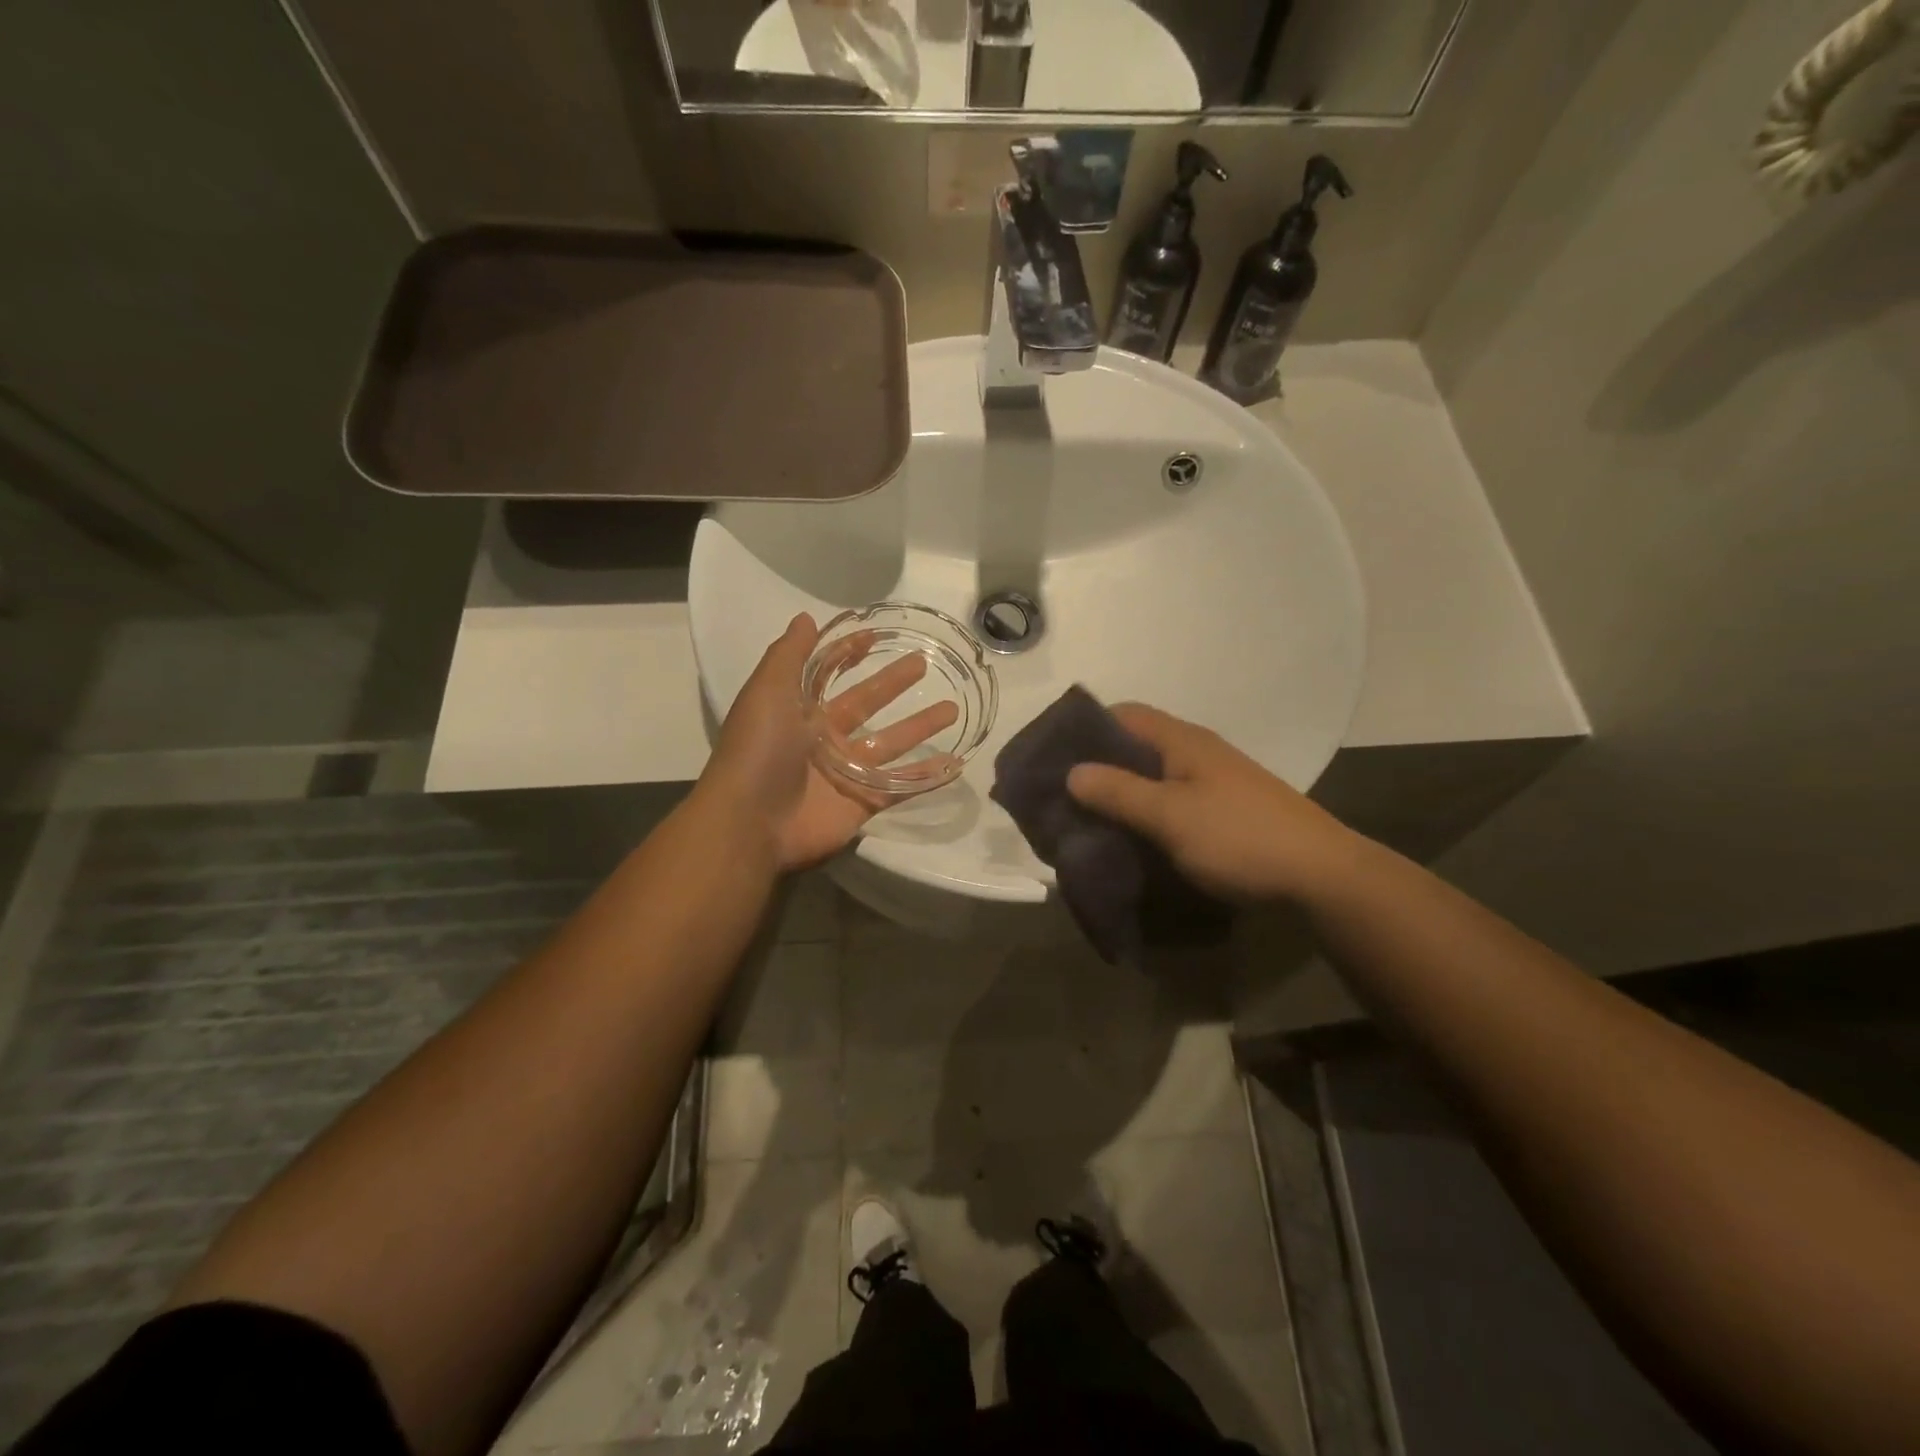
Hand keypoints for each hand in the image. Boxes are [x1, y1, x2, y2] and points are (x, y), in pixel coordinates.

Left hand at [695, 613, 959, 872]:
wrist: (751, 822)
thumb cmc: (759, 750)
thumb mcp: (767, 691)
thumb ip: (789, 655)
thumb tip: (806, 618)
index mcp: (799, 711)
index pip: (830, 675)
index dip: (849, 654)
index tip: (878, 636)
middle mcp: (823, 739)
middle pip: (867, 704)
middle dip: (893, 684)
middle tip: (924, 664)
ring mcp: (845, 773)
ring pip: (890, 744)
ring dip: (920, 727)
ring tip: (953, 710)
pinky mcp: (862, 804)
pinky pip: (900, 787)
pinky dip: (926, 777)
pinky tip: (955, 764)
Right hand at [1065, 703, 1364, 904]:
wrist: (1321, 876)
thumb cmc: (1239, 837)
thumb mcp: (1170, 816)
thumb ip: (1119, 792)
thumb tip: (1072, 772)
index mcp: (1183, 741)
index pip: (1125, 714)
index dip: (1087, 727)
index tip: (1054, 755)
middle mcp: (1197, 753)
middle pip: (1136, 746)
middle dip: (1098, 766)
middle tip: (1063, 795)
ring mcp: (1213, 783)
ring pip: (1152, 777)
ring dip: (1120, 793)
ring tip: (1087, 819)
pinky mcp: (1223, 812)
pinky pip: (1170, 802)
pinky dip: (1144, 813)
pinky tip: (1130, 837)